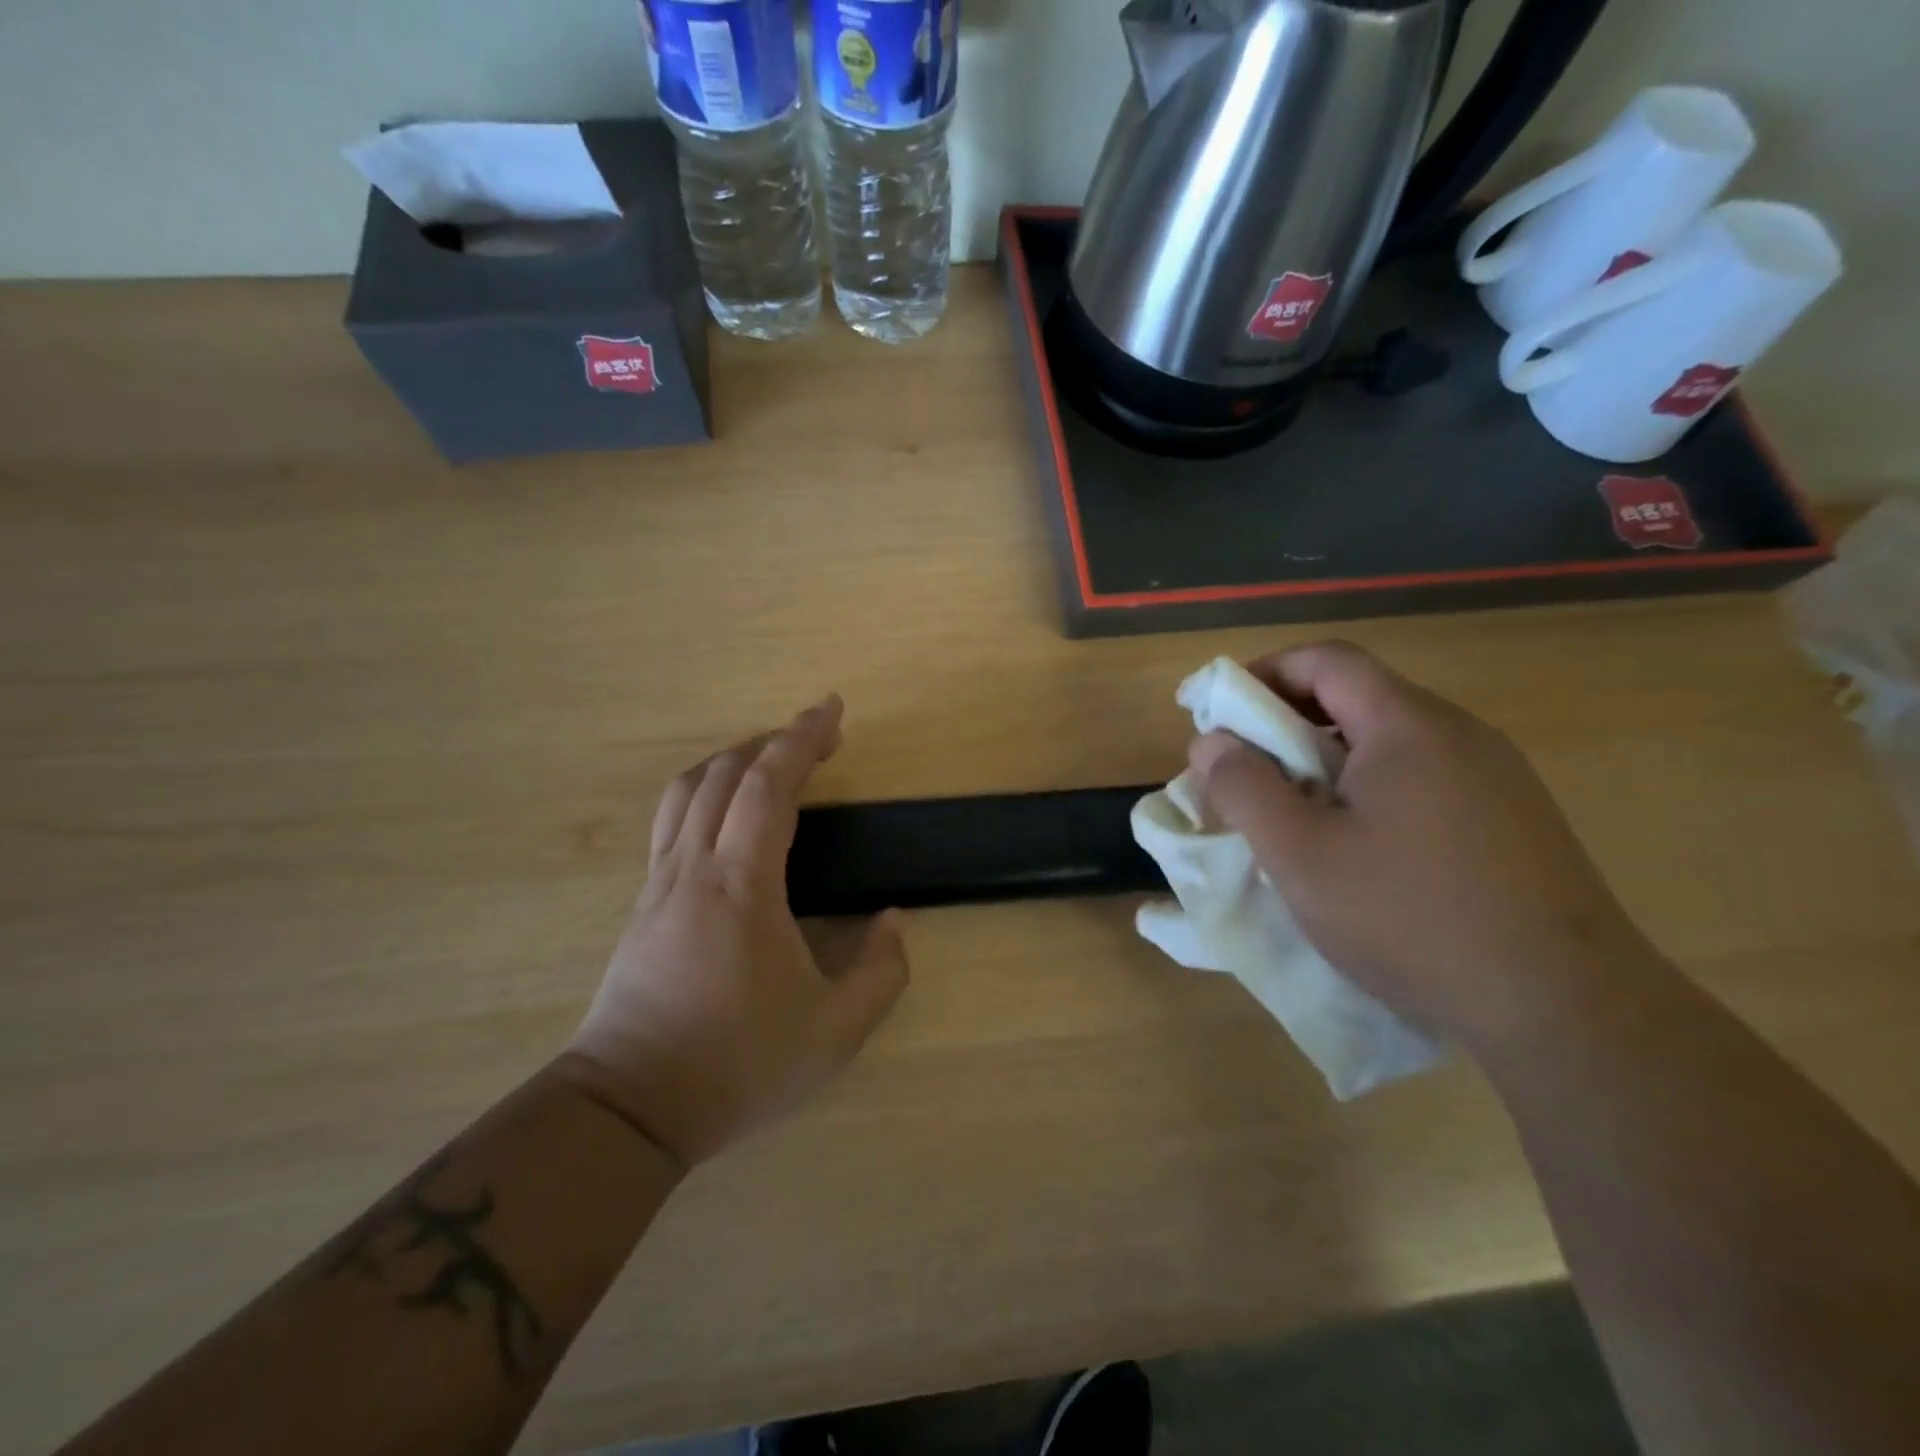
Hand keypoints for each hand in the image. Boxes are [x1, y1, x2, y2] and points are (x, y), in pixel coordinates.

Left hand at [560, 696, 908, 1166]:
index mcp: (742, 885)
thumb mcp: (834, 1033)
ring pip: (687, 790)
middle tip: (818, 735)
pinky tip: (724, 811)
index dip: (802, 738)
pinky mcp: (643, 903)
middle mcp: (695, 867)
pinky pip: (670, 820)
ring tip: (770, 760)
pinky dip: (703, 790)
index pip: (768, 785)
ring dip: (732, 760)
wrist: (629, 1109)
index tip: (832, 709)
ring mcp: (660, 883)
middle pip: (725, 773)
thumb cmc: (736, 1065)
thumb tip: (893, 920)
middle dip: (774, 741)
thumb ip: (881, 973)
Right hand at [1190, 642, 1655, 1056]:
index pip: (1324, 660)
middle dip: (1287, 722)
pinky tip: (1358, 847)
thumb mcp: (1300, 855)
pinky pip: (1422, 778)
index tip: (1216, 713)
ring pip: (1389, 741)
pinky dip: (1369, 789)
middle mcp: (1458, 733)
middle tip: (1244, 771)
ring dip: (1326, 760)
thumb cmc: (1410, 918)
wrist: (1566, 1009)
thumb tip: (1210, 742)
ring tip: (1292, 813)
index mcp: (1407, 725)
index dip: (1261, 674)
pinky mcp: (1512, 819)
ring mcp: (1495, 776)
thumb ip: (1244, 788)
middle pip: (1357, 696)